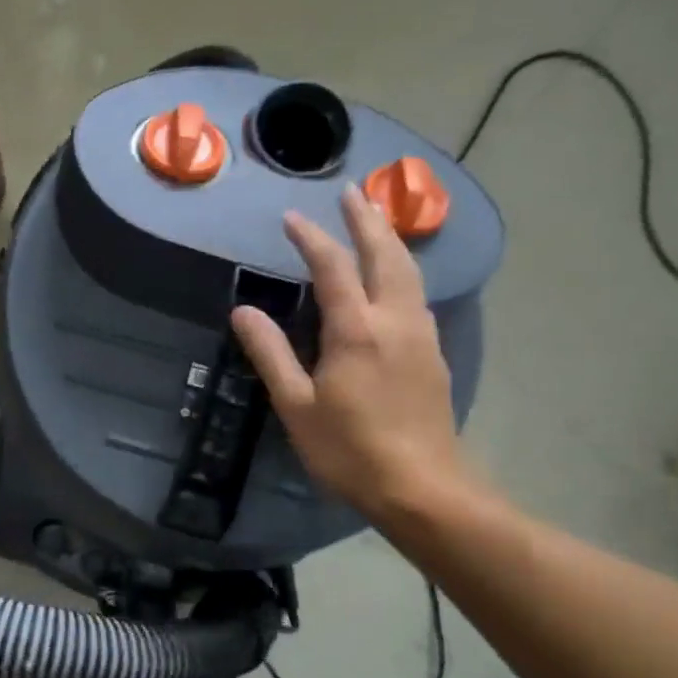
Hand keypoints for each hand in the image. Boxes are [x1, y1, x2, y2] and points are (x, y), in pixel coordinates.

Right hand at [231, 185, 469, 525]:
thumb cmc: (349, 451)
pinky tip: (394, 277)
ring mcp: (421, 335)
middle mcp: (395, 320)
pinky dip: (402, 269)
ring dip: (389, 239)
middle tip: (351, 190)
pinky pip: (417, 294)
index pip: (333, 268)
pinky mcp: (434, 354)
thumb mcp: (296, 406)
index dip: (311, 238)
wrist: (422, 488)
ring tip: (375, 220)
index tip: (291, 217)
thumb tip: (244, 311)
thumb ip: (271, 353)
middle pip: (385, 254)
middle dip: (366, 219)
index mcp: (357, 330)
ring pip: (409, 271)